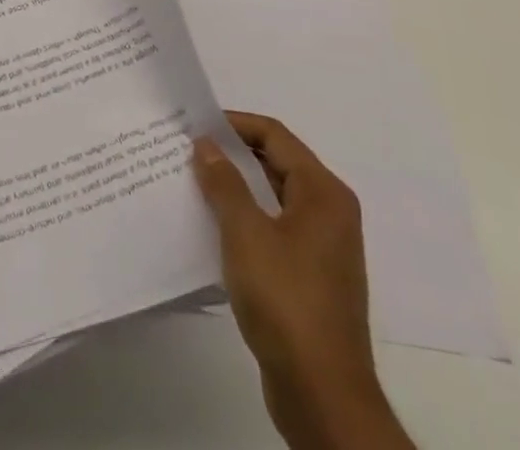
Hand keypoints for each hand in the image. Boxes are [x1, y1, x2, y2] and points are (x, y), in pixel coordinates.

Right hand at [194, 112, 413, 449]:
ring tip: (194, 183)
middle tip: (189, 150)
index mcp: (323, 192)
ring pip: (274, 197)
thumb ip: (223, 183)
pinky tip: (214, 227)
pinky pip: (276, 228)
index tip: (195, 124)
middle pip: (277, 163)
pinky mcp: (312, 277)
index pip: (274, 135)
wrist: (322, 395)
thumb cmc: (286, 300)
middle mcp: (330, 212)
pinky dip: (247, 219)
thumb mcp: (245, 233)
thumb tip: (206, 144)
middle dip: (233, 154)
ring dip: (237, 188)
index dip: (234, 124)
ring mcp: (323, 247)